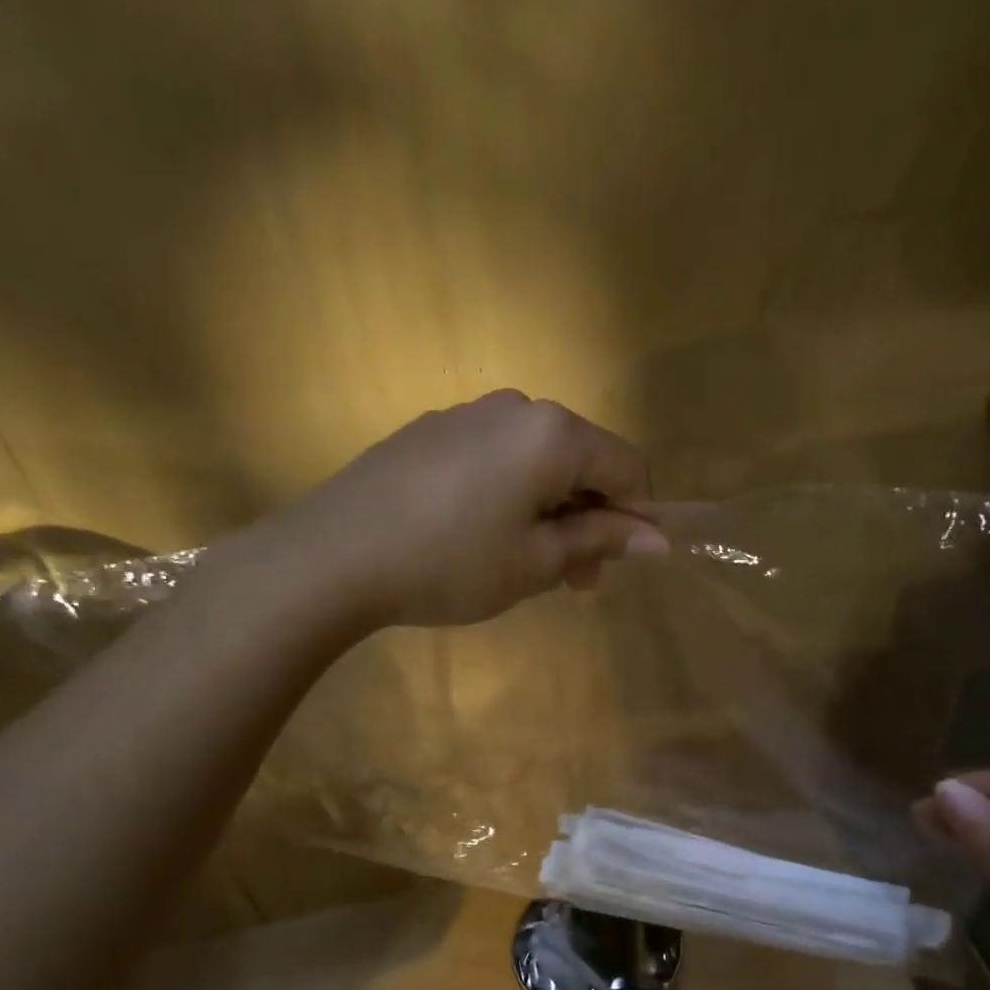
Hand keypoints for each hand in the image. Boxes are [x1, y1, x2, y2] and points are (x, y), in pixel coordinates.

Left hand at [289, 390, 666, 627]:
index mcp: (552, 433)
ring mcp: (467, 414)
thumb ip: (600, 541)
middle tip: (571, 581)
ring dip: (549, 511)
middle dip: (589, 519)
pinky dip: (508, 495)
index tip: (619, 565)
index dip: (637, 516)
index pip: (627, 466)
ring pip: (536, 461)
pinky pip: (494, 459)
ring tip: (524, 565)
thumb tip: (656, 538)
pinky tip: (478, 537)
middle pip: (581, 460)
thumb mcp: (536, 563)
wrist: (333, 555)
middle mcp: (515, 407)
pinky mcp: (430, 432)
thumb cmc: (450, 563)